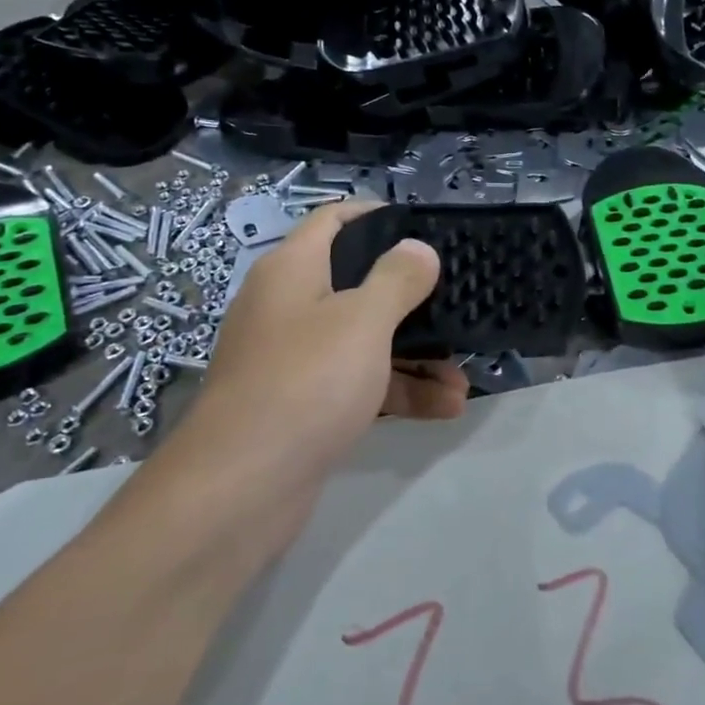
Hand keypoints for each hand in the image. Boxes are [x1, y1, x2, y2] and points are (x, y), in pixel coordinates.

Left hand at [151, 203, 468, 556]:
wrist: (240, 487)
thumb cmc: (306, 381)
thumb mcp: (362, 320)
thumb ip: (397, 278)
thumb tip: (418, 248)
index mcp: (293, 270)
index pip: (333, 220)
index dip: (377, 216)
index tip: (426, 229)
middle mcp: (289, 307)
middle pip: (357, 284)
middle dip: (412, 299)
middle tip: (458, 303)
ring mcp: (294, 359)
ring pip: (364, 341)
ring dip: (416, 355)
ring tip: (463, 376)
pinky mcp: (303, 404)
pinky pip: (358, 384)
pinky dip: (398, 390)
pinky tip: (444, 407)